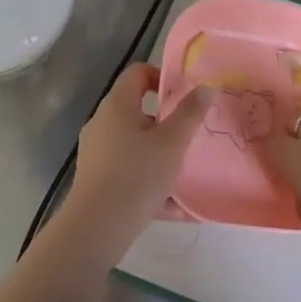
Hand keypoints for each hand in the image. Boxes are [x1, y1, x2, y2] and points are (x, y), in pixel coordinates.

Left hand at [63, 65, 210, 246]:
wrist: (97, 228)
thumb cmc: (136, 176)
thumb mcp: (172, 143)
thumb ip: (190, 113)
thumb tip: (204, 88)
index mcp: (117, 106)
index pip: (138, 73)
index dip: (162, 76)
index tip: (184, 95)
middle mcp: (102, 123)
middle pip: (138, 110)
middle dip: (166, 121)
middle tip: (190, 133)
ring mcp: (97, 153)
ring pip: (136, 144)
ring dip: (160, 154)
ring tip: (186, 170)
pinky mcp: (97, 180)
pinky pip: (130, 171)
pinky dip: (150, 180)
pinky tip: (175, 206)